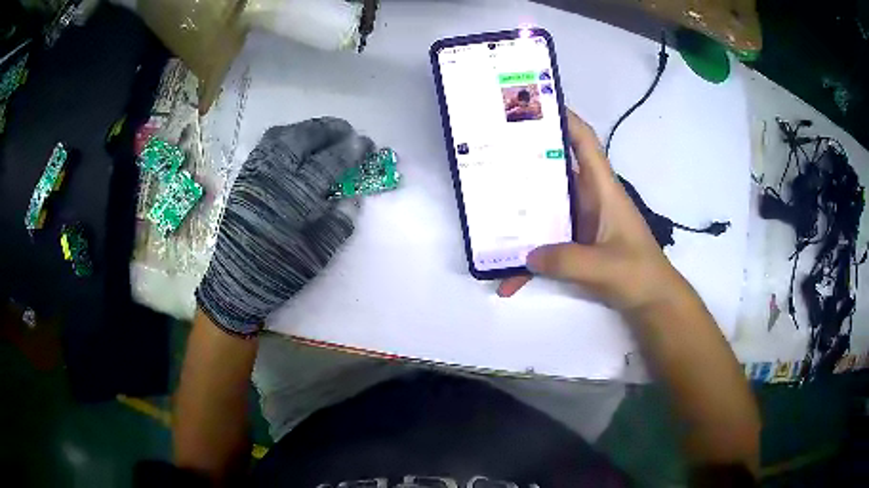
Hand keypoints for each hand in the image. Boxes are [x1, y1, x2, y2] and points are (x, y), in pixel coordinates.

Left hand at [196, 117, 373, 335]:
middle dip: (329, 129)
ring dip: (306, 128)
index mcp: (295, 198)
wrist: (234, 282)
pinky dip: (284, 136)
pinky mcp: (243, 177)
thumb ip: (338, 224)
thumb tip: (354, 197)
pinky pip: (264, 145)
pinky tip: (294, 141)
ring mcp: (255, 173)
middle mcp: (273, 177)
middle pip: (304, 138)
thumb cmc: (278, 272)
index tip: (367, 143)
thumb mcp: (316, 256)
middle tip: (347, 130)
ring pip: (281, 136)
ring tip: (323, 131)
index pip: (329, 162)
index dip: (351, 150)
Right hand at [498, 110, 686, 313]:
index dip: (565, 120)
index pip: (584, 143)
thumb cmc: (639, 274)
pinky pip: (547, 245)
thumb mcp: (604, 267)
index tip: (535, 106)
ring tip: (485, 214)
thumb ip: (567, 260)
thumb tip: (527, 255)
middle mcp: (589, 199)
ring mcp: (581, 223)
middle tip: (491, 155)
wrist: (652, 301)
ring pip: (545, 209)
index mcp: (603, 189)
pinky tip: (508, 280)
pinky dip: (530, 262)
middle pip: (554, 171)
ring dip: (520, 214)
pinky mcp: (576, 244)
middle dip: (525, 162)